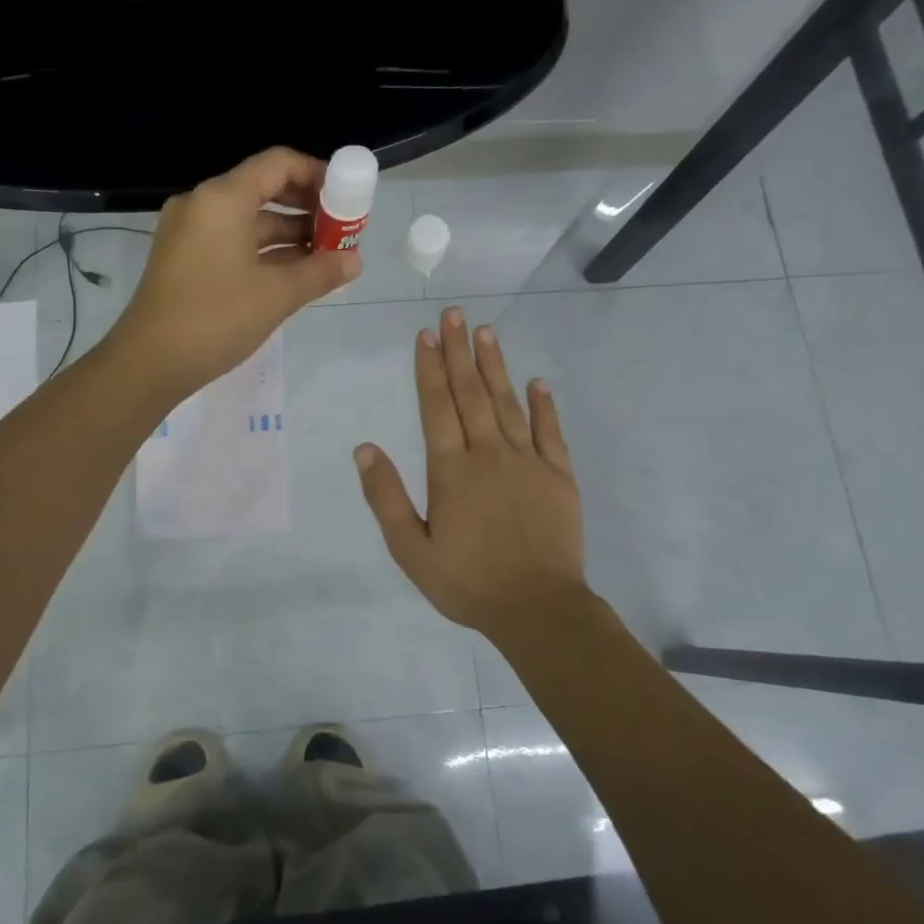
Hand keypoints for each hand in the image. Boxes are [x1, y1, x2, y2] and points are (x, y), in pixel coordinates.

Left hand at [110, 148, 360, 400]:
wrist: (148, 363)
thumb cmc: (215, 319)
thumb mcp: (276, 295)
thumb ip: (321, 272)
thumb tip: (355, 261)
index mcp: (223, 199)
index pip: (278, 164)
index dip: (318, 175)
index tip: (347, 199)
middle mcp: (202, 205)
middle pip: (263, 189)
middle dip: (306, 209)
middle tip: (341, 232)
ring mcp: (189, 232)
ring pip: (248, 220)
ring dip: (288, 235)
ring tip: (326, 258)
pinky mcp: (184, 259)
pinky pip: (232, 241)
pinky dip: (263, 252)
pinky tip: (293, 273)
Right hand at [355, 308, 590, 645]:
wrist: (537, 609)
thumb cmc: (467, 582)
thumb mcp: (411, 549)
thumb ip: (386, 497)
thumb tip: (364, 449)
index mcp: (451, 470)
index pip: (436, 407)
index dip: (429, 369)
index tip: (426, 335)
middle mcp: (488, 454)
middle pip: (470, 393)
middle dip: (458, 352)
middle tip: (454, 314)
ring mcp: (528, 462)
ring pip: (507, 403)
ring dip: (495, 366)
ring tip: (486, 332)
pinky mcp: (559, 476)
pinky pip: (550, 432)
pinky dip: (543, 405)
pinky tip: (537, 382)